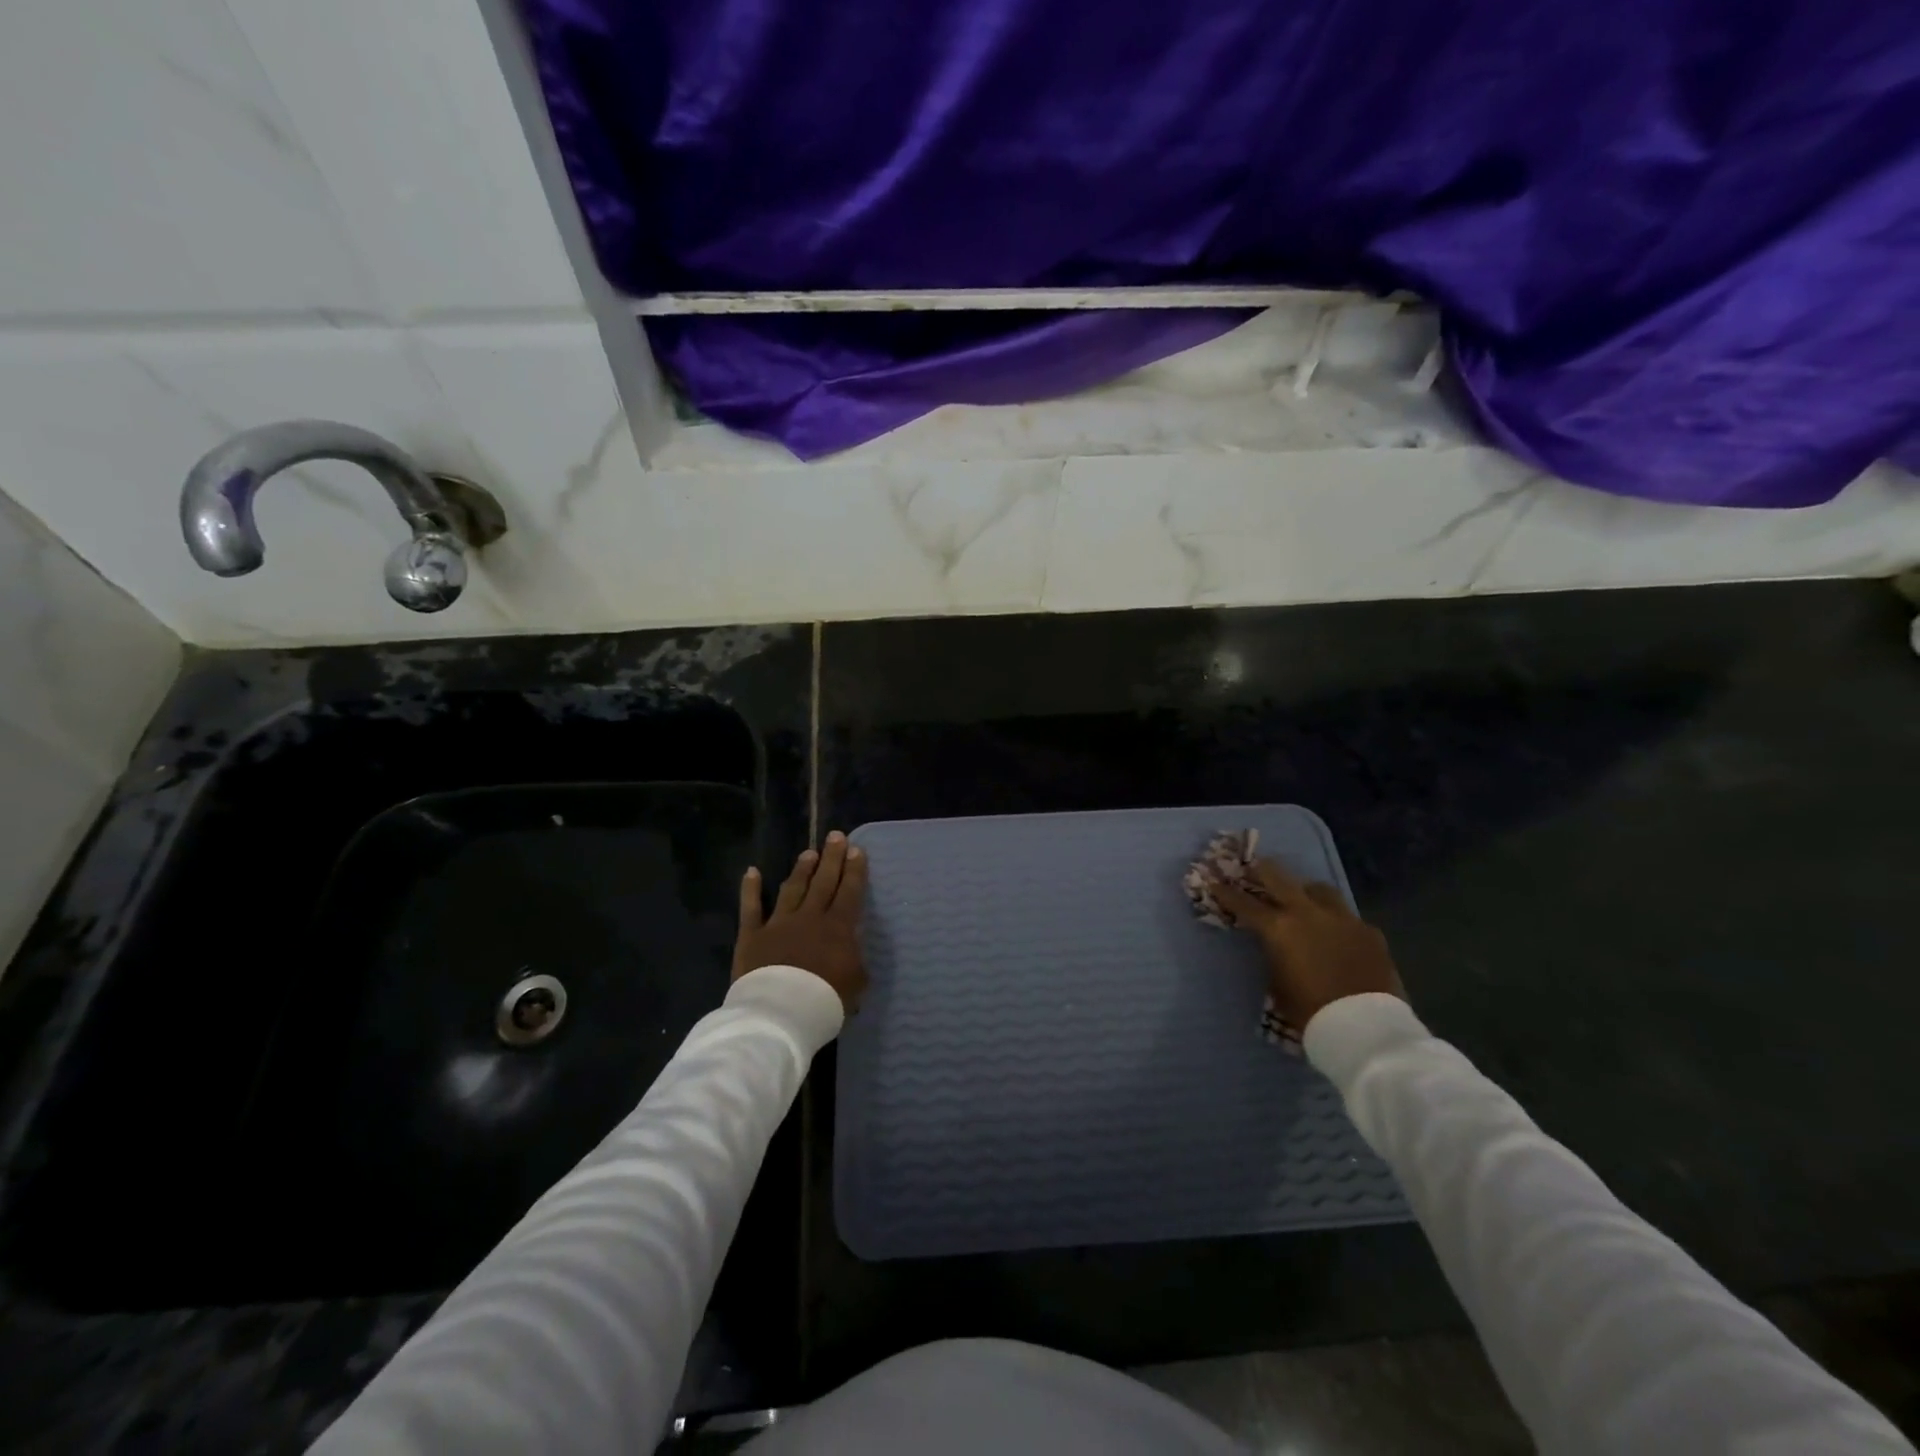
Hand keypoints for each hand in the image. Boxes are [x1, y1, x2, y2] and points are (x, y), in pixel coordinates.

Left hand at [732, 831, 869, 1011]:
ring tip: (808, 853)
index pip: (849, 892)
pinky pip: (751, 907)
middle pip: (823, 882)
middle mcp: (810, 916)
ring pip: (792, 888)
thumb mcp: (856, 983)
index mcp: (838, 927)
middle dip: (831, 858)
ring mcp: (779, 923)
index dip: (854, 870)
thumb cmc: (825, 999)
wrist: (781, 1011)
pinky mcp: (752, 935)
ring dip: (801, 869)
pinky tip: (752, 872)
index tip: (856, 850)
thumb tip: (851, 950)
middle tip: (836, 836)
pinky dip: (751, 889)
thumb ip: (855, 961)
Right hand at [1211, 858, 1404, 1031]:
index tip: (1215, 882)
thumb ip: (1274, 955)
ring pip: (1319, 889)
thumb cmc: (1310, 1012)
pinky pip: (1347, 917)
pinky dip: (1336, 921)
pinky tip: (1337, 935)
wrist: (1365, 1028)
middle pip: (1278, 877)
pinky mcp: (1369, 931)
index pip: (1244, 902)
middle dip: (1262, 871)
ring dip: (1305, 891)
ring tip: (1301, 899)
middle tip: (1253, 869)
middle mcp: (1308, 913)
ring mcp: (1342, 918)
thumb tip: (1277, 946)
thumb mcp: (1277, 984)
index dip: (1226, 892)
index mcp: (1278, 928)